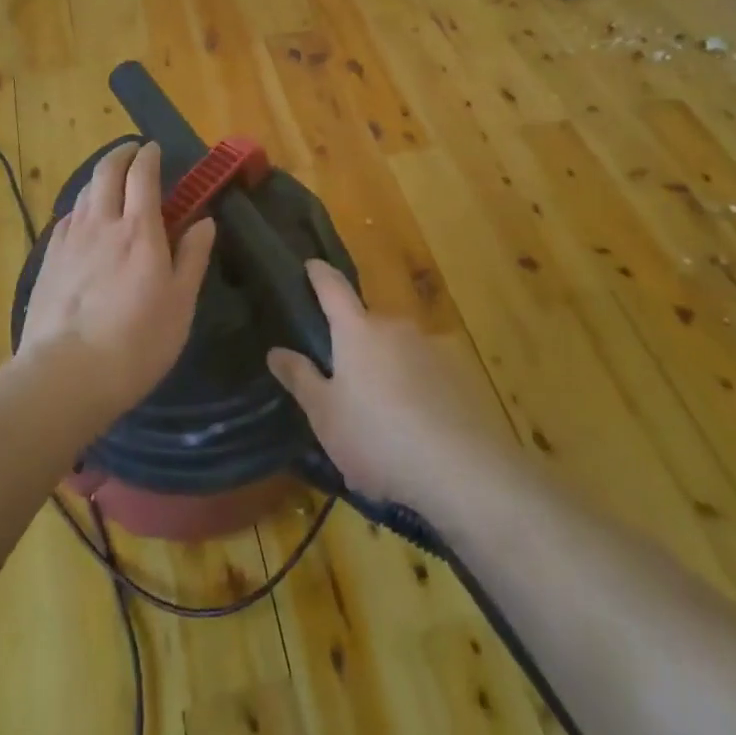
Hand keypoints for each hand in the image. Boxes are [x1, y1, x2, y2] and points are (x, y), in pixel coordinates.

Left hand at [18, 142, 215, 415]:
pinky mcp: (48, 260)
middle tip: (132, 151)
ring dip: (98, 178)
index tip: (154, 148)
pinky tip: (82, 220)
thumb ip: (193, 256)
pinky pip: (66, 219)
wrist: (66, 374)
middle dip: (120, 154)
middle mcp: (101, 224)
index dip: (149, 156)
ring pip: (83, 192)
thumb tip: (205, 220)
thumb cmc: (137, 342)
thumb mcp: (181, 303)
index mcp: (139, 230)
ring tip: (109, 181)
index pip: (143, 175)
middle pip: (106, 172)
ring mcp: (69, 240)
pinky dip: (79, 207)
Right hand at [267, 261, 502, 509]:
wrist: (459, 470)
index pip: (333, 287)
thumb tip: (276, 351)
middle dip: (354, 339)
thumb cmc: (377, 438)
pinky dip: (414, 386)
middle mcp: (395, 326)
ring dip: (386, 365)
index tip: (311, 264)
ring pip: (398, 347)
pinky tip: (414, 424)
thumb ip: (301, 379)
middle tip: (343, 373)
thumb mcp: (325, 416)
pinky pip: (425, 370)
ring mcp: (431, 347)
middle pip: (368, 322)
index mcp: (357, 330)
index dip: (319, 274)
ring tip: (380, 409)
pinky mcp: (458, 373)